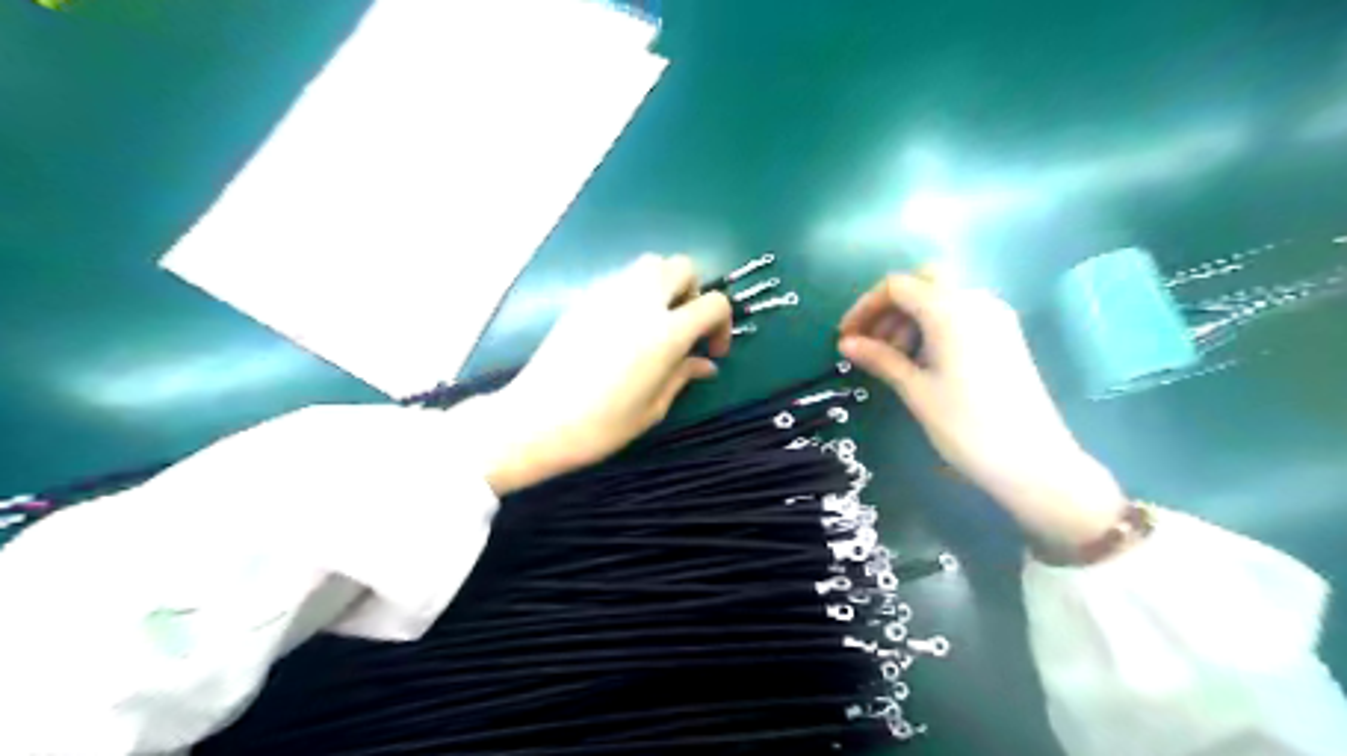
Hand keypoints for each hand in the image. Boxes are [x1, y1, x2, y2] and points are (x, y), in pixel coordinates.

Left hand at [483, 253, 732, 495]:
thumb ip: (682, 376)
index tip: (711, 351)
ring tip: (656, 319)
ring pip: (650, 263)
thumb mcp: (652, 408)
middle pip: (683, 267)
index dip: (722, 325)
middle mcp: (642, 301)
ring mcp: (609, 293)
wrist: (537, 419)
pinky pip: (621, 278)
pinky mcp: (585, 297)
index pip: (714, 303)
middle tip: (685, 327)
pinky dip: (635, 290)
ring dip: (664, 283)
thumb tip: (705, 364)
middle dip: (694, 292)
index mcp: (666, 332)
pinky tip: (625, 326)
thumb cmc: (601, 424)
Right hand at [838, 272, 1129, 549]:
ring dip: (909, 317)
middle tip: (869, 343)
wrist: (1032, 462)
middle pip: (922, 282)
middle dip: (889, 308)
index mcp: (951, 310)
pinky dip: (933, 326)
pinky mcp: (1005, 336)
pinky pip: (960, 314)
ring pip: (942, 297)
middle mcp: (976, 301)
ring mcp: (995, 317)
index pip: (897, 286)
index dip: (865, 307)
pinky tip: (921, 360)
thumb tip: (846, 343)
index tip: (846, 338)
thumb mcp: (915, 390)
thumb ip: (880, 358)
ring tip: (891, 359)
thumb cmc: (966, 426)